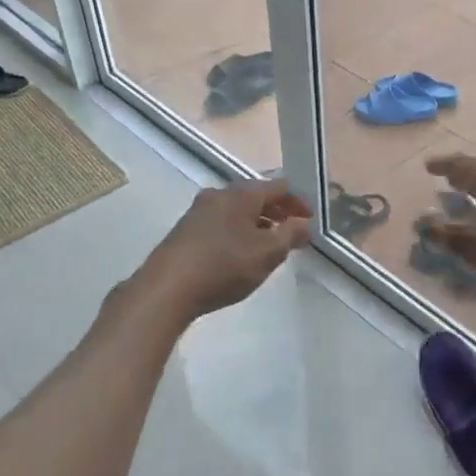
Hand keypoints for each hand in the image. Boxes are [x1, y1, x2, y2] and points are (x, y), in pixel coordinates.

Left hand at [133, 180, 312, 325]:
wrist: (165, 289)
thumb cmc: (223, 266)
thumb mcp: (267, 254)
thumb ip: (291, 235)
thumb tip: (305, 223)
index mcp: (242, 193)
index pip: (280, 186)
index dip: (299, 201)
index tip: (310, 219)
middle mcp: (219, 193)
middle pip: (257, 195)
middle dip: (278, 212)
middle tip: (293, 232)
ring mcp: (198, 210)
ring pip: (237, 209)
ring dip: (257, 222)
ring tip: (268, 245)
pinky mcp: (185, 229)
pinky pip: (221, 222)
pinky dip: (238, 230)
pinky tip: (239, 253)